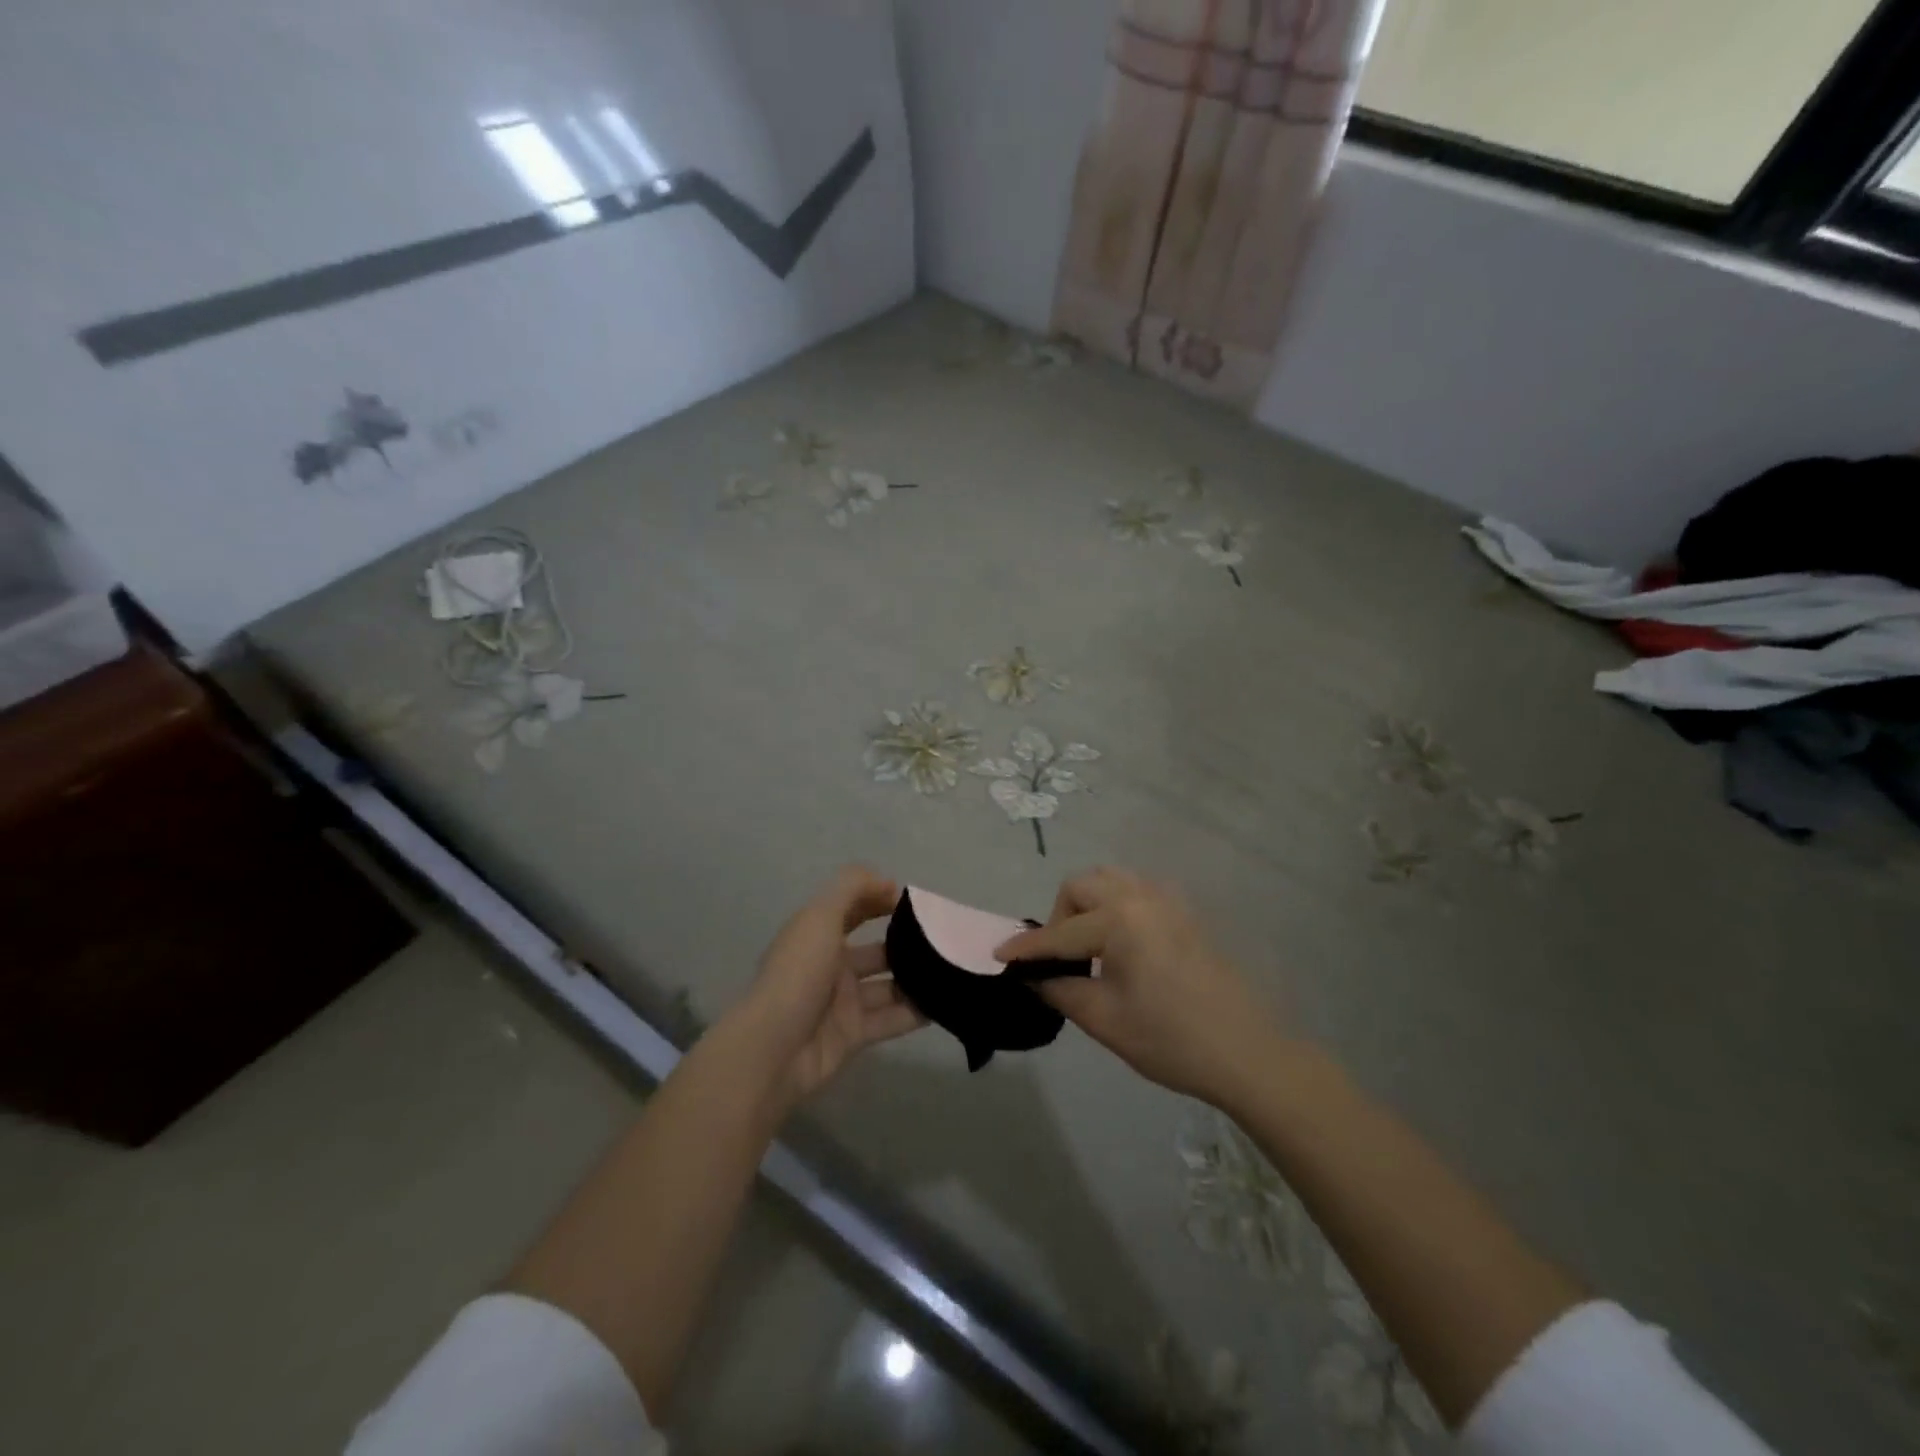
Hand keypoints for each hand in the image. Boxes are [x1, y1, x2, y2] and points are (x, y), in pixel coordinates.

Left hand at [733, 866, 925, 1109]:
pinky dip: (917, 1012)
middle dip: (907, 942)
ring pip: (888, 985)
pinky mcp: (854, 1035)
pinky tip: (947, 1002)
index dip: (880, 899)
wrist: (772, 1049)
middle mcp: (831, 965)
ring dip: (917, 977)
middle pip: (876, 949)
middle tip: (945, 939)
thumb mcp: (820, 916)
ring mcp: (843, 1002)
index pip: (853, 908)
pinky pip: (892, 1019)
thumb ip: (853, 888)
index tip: (916, 902)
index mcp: (817, 934)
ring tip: (954, 969)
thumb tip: (888, 882)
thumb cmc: (798, 973)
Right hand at [996, 866, 1290, 1108]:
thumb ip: (1059, 989)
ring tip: (1088, 946)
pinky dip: (1115, 904)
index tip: (999, 955)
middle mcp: (1141, 897)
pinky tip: (1120, 942)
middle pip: (1082, 886)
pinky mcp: (1184, 913)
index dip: (1026, 948)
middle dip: (1060, 917)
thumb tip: (1031, 975)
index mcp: (1120, 920)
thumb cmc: (1170, 1039)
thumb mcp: (1104, 1020)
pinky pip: (1136, 890)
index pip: (1059, 933)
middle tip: (1060, 959)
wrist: (1247, 1053)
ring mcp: (1167, 901)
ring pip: (1110, 880)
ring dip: (1088, 904)